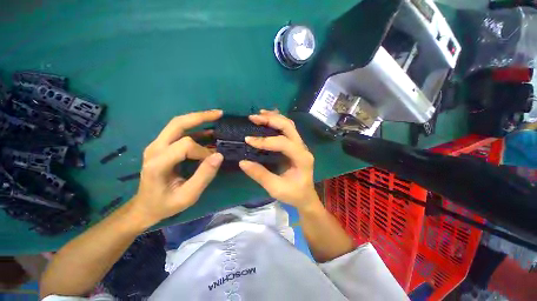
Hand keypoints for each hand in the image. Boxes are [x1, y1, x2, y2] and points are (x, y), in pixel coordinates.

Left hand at [130, 110, 223, 226]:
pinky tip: (202, 130)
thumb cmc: (165, 205)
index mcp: (158, 163)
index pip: (184, 145)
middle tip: (219, 114)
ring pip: (175, 124)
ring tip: (214, 117)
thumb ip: (202, 177)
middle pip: (177, 124)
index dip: (202, 151)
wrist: (145, 206)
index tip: (212, 161)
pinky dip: (189, 128)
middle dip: (199, 117)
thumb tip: (218, 156)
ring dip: (194, 119)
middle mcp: (153, 149)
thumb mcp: (186, 197)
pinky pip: (173, 131)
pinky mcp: (156, 146)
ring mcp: (153, 145)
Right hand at [239, 110, 318, 209]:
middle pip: (288, 127)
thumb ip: (260, 175)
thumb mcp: (276, 188)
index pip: (283, 143)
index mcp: (302, 158)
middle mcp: (303, 148)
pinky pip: (288, 129)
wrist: (306, 197)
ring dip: (274, 117)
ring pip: (289, 125)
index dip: (264, 140)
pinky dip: (277, 121)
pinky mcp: (296, 145)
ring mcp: (301, 145)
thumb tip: (242, 162)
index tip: (247, 140)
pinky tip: (267, 118)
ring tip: (259, 114)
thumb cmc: (293, 194)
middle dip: (270, 120)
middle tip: (253, 118)